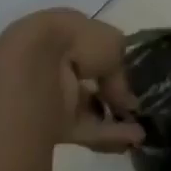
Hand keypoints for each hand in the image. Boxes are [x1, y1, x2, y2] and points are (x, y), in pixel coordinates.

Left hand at [0, 10, 144, 151]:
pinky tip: (132, 140)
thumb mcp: (112, 43)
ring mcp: (45, 94)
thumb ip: (120, 67)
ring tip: (140, 130)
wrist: (30, 75)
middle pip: (85, 77)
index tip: (126, 71)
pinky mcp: (45, 124)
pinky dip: (106, 134)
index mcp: (59, 30)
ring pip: (84, 105)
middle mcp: (50, 60)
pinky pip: (80, 128)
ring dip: (112, 116)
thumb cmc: (73, 43)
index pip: (87, 42)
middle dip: (110, 91)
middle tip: (133, 104)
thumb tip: (124, 96)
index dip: (108, 57)